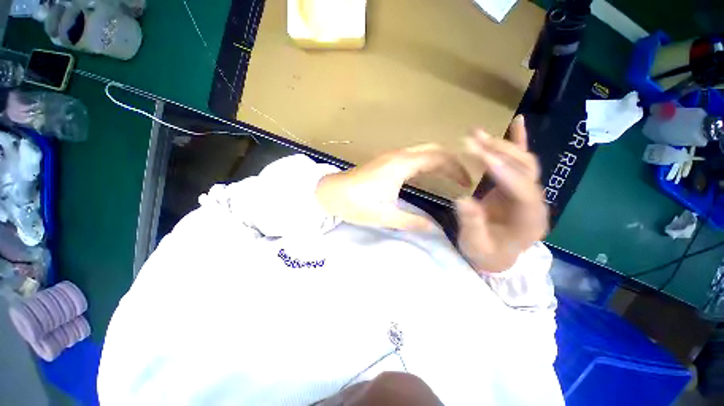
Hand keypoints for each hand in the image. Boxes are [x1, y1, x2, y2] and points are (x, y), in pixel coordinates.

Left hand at [316, 144, 471, 230]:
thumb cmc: (356, 203)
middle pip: (433, 150)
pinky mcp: (386, 161)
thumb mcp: (386, 216)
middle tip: (462, 180)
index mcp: (401, 165)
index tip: (466, 184)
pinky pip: (413, 157)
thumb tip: (434, 228)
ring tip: (450, 178)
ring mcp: (391, 156)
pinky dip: (426, 163)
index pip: (438, 158)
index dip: (456, 169)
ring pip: (423, 152)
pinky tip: (428, 176)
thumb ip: (412, 221)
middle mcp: (399, 155)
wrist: (330, 193)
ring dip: (439, 162)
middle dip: (451, 162)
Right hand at [456, 115, 547, 272]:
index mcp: (530, 220)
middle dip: (499, 152)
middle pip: (525, 170)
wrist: (497, 257)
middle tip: (472, 139)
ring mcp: (528, 192)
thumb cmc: (486, 254)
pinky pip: (521, 162)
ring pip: (523, 162)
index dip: (502, 171)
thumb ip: (472, 224)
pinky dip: (520, 141)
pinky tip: (518, 123)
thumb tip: (463, 199)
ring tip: (477, 134)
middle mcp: (535, 202)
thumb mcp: (476, 245)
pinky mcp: (517, 187)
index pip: (522, 190)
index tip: (479, 155)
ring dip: (501, 145)